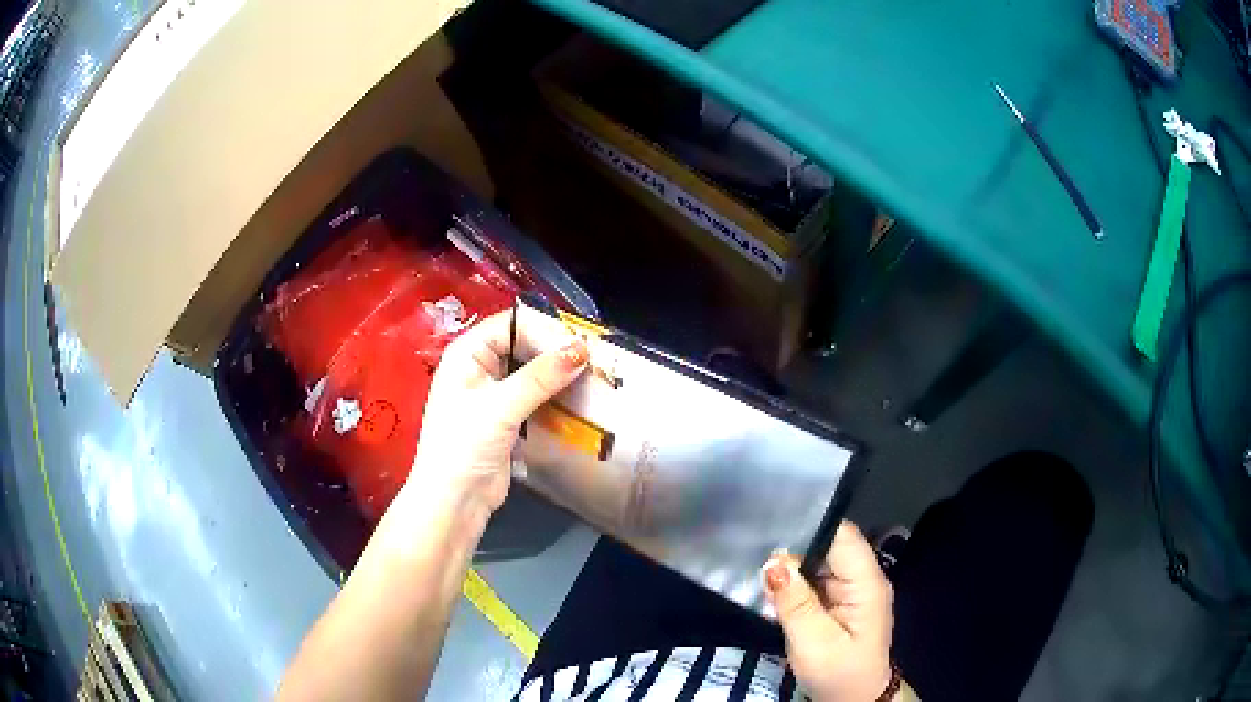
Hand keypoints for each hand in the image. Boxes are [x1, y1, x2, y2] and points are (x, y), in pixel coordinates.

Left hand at [408, 309, 587, 513]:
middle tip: (595, 357)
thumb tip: (580, 348)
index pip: (510, 325)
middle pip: (523, 346)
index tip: (581, 338)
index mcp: (467, 354)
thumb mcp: (500, 406)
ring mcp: (494, 395)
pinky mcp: (508, 419)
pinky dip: (555, 397)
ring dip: (558, 375)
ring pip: (532, 373)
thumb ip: (541, 376)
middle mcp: (479, 368)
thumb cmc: (464, 446)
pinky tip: (580, 398)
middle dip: (555, 351)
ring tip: (594, 375)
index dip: (544, 328)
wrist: (454, 501)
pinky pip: (535, 398)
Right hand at [763, 522, 894, 701]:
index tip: (772, 530)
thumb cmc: (838, 672)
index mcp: (866, 582)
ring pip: (819, 562)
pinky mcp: (839, 601)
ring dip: (791, 568)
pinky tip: (772, 591)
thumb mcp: (812, 642)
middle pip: (829, 546)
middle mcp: (862, 578)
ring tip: (758, 574)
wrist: (854, 699)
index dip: (811, 528)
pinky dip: (794, 584)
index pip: (843, 536)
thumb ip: (794, 602)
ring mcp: (851, 590)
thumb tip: (773, 563)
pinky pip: (815, 581)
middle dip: (794, 550)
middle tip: (755, 560)